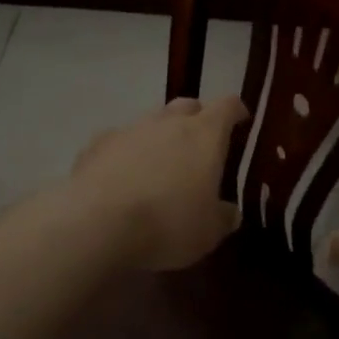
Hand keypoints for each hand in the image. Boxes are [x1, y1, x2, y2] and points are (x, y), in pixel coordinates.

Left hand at [66, 95, 250, 270]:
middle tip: (200, 143)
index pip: (227, 106)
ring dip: (160, 135)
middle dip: (197, 118)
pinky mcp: (98, 143)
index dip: (236, 111)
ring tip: (160, 163)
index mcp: (204, 134)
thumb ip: (223, 217)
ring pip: (152, 121)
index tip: (241, 119)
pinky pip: (120, 140)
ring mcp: (131, 128)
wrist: (97, 222)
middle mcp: (169, 122)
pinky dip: (127, 152)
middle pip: (188, 106)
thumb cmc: (167, 223)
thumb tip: (230, 212)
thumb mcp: (208, 232)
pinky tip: (123, 175)